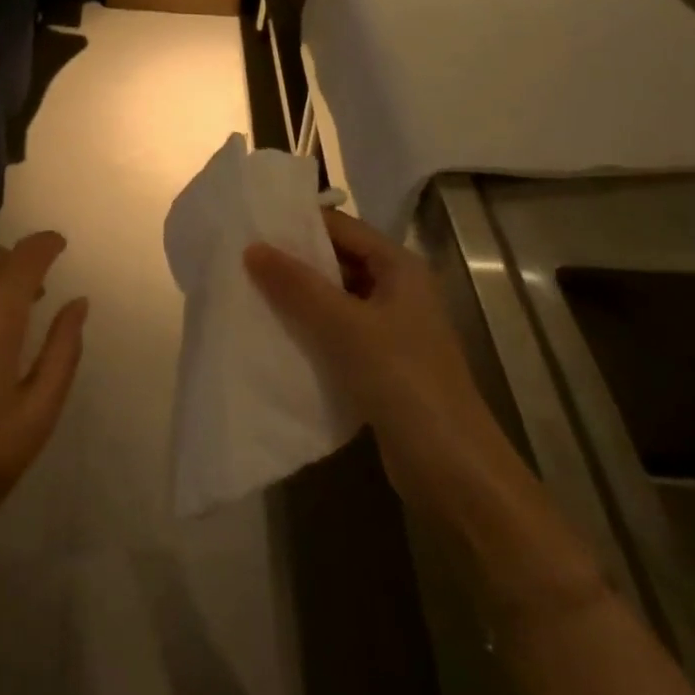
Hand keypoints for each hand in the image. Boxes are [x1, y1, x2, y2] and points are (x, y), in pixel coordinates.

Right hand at [243, 211, 501, 507]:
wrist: (453, 471)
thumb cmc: (404, 381)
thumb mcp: (345, 326)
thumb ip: (297, 285)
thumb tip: (251, 247)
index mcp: (400, 268)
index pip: (342, 227)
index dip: (299, 223)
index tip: (251, 224)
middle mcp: (397, 291)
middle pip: (337, 261)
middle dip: (293, 261)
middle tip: (240, 258)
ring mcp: (391, 330)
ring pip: (334, 300)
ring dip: (297, 298)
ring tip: (246, 291)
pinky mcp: (380, 365)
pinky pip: (336, 334)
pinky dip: (308, 330)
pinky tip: (273, 334)